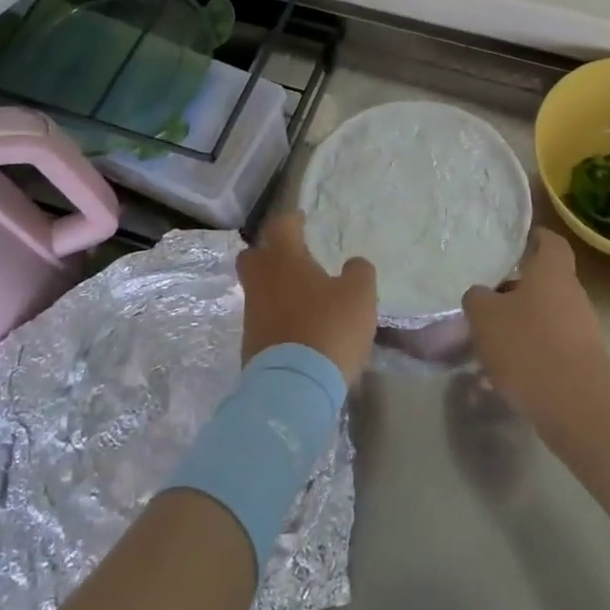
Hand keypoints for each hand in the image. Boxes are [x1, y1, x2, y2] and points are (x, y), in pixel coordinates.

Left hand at [238, 213, 377, 384]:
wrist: (294, 389)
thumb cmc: (329, 329)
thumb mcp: (359, 296)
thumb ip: (359, 272)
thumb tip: (353, 264)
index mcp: (284, 259)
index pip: (280, 226)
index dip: (291, 220)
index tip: (301, 219)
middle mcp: (261, 281)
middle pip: (254, 256)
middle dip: (269, 252)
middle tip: (293, 256)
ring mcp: (252, 315)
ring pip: (258, 289)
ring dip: (275, 287)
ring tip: (303, 296)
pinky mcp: (251, 345)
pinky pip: (262, 318)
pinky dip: (277, 315)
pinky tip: (298, 326)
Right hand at [462, 230, 609, 436]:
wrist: (576, 406)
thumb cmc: (528, 345)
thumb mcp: (485, 316)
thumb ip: (478, 299)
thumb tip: (481, 295)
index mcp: (552, 272)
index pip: (551, 242)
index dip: (536, 237)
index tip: (518, 241)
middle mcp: (572, 295)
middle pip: (544, 284)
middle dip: (515, 293)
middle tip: (486, 303)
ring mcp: (581, 331)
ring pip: (543, 320)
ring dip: (518, 329)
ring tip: (485, 348)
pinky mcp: (581, 364)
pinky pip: (548, 351)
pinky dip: (526, 359)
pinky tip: (498, 382)